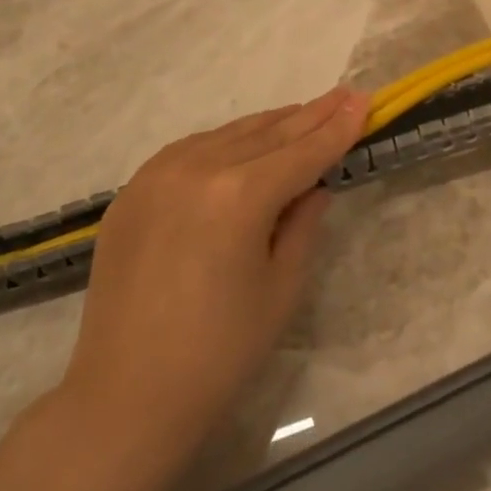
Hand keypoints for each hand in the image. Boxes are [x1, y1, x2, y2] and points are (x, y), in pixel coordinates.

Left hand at [53, 87, 368, 479]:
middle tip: (343, 95)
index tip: (364, 100)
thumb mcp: (282, 287)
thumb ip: (303, 224)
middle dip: (310, 115)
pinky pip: (189, 151)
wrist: (126, 396)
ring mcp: (156, 175)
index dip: (338, 127)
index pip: (302, 151)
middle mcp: (197, 168)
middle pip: (267, 133)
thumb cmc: (220, 352)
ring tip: (302, 113)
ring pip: (227, 135)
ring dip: (269, 126)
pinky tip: (242, 144)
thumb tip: (313, 186)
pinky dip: (224, 142)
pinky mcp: (131, 191)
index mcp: (240, 194)